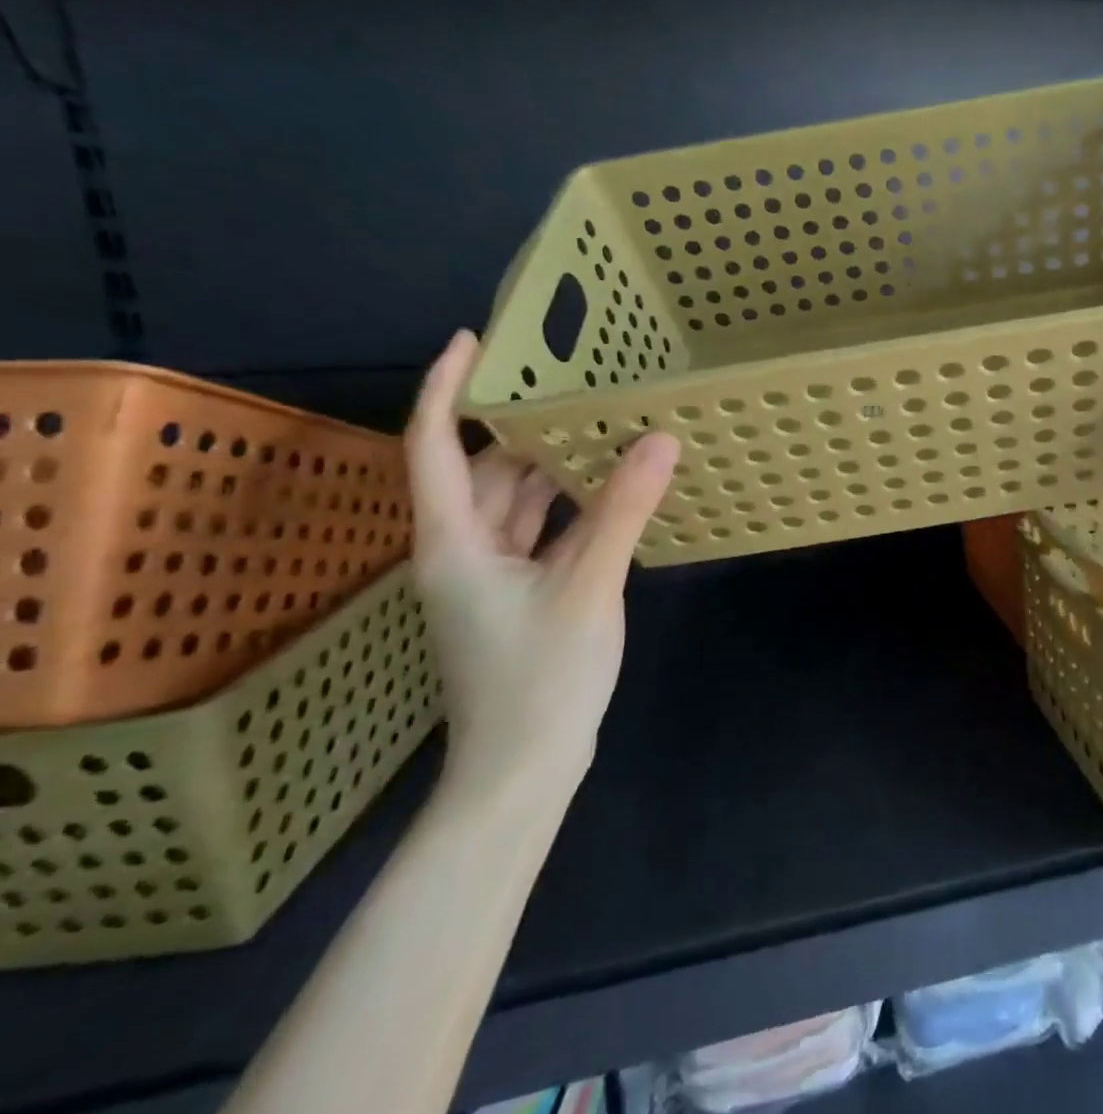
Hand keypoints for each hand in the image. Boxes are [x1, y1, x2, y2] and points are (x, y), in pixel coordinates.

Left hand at [405, 331, 680, 792]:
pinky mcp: (521, 597)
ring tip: (600, 425)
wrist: (523, 771)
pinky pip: (541, 532)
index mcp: (454, 542)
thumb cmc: (540, 679)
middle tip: (573, 382)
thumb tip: (660, 439)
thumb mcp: (588, 586)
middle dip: (520, 425)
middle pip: (482, 470)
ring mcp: (492, 578)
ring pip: (515, 503)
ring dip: (550, 467)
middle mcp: (463, 552)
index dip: (446, 388)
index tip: (474, 341)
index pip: (432, 446)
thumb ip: (622, 510)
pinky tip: (611, 491)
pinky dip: (569, 506)